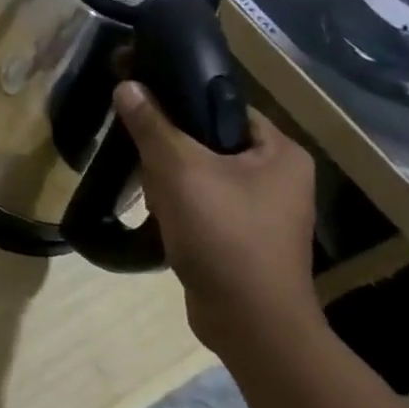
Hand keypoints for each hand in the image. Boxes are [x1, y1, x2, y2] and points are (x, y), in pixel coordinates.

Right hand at [114, 81, 320, 358]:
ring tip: (153, 194)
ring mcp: (265, 212)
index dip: (183, 100)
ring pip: (204, 175)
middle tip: (146, 160)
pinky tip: (162, 218)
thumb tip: (127, 84)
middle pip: (210, 141)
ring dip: (172, 182)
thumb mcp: (179, 170)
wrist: (250, 323)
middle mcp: (281, 178)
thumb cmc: (224, 234)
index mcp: (281, 152)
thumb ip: (151, 124)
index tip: (144, 106)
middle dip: (172, 151)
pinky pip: (206, 205)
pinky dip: (182, 208)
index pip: (225, 106)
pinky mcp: (246, 239)